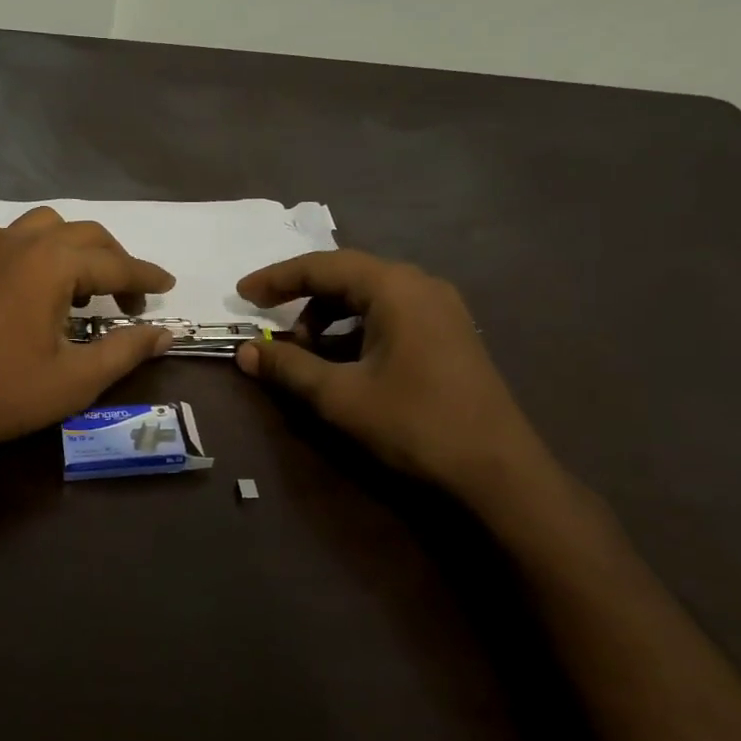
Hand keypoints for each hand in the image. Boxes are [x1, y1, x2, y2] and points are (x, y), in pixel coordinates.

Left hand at [0, 207, 174, 461]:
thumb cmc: (4, 391)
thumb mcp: (76, 379)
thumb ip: (126, 350)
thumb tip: (165, 333)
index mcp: (53, 264)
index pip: (115, 264)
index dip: (146, 278)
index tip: (168, 287)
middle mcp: (22, 242)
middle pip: (86, 236)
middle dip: (115, 262)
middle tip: (130, 301)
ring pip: (46, 226)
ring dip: (75, 248)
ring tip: (82, 287)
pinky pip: (10, 237)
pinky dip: (34, 247)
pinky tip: (33, 279)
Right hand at [234, 250, 545, 501]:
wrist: (499, 473)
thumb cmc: (414, 424)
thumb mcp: (339, 396)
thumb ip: (288, 367)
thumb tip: (244, 352)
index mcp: (394, 287)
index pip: (322, 266)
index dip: (276, 279)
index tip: (242, 296)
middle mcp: (420, 285)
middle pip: (346, 276)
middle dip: (302, 298)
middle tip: (269, 324)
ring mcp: (440, 309)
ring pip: (368, 298)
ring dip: (329, 317)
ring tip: (306, 353)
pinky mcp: (449, 334)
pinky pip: (390, 315)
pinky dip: (356, 331)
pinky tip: (343, 363)